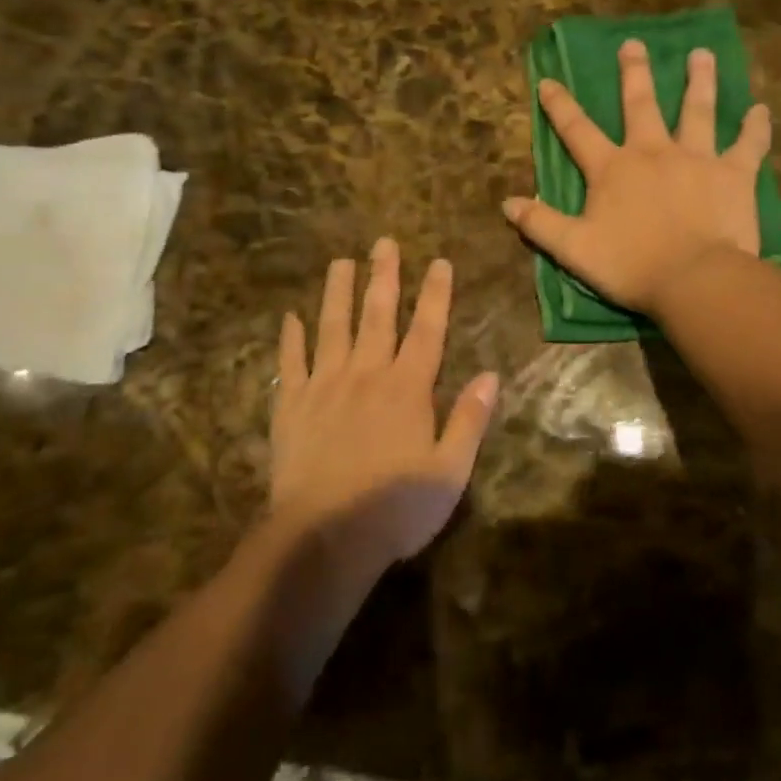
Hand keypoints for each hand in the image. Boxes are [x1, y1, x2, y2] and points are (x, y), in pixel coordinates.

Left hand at [271, 240, 498, 569]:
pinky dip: (290, 338)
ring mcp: (324, 386)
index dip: (435, 294)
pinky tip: (289, 317)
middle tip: (383, 242)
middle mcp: (366, 374)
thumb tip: (491, 374)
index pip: (427, 330)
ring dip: (337, 292)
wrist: (324, 538)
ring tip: (340, 262)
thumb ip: (469, 419)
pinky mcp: (290, 406)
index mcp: (408, 388)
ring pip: (332, 328)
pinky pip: (290, 363)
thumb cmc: (395, 508)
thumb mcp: (450, 471)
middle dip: (383, 276)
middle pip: (377, 315)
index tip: (439, 262)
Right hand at [503, 39, 771, 315]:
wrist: (695, 279)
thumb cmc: (631, 266)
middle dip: (634, 73)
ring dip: (699, 81)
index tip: (549, 81)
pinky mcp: (734, 173)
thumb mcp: (574, 249)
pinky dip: (755, 127)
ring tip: (702, 54)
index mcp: (613, 169)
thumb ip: (540, 224)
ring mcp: (697, 158)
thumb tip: (506, 203)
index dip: (560, 106)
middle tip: (634, 44)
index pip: (577, 131)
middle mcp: (653, 152)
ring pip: (697, 110)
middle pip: (641, 104)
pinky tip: (760, 110)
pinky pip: (748, 144)